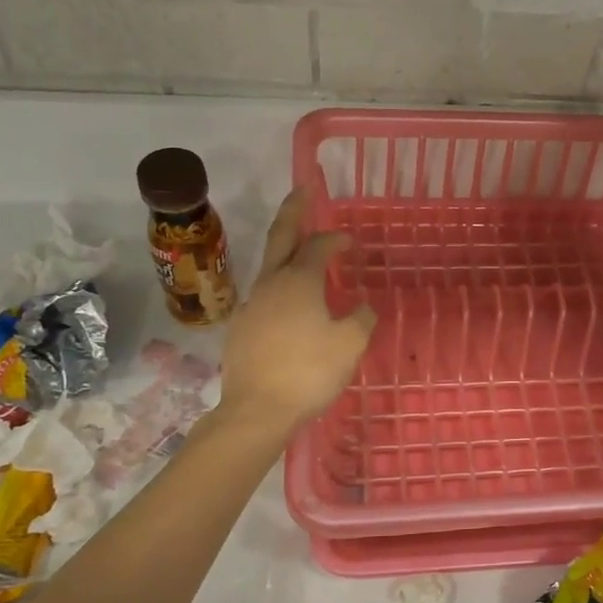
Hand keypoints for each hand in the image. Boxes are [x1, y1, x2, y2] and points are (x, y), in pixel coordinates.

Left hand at [219, 191, 375, 433]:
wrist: (256, 410)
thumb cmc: (309, 372)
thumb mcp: (350, 344)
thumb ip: (361, 318)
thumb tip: (362, 305)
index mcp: (299, 281)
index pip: (318, 246)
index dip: (336, 239)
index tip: (351, 242)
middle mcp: (271, 284)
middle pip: (280, 238)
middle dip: (293, 212)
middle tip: (301, 192)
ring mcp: (251, 305)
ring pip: (270, 268)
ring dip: (287, 255)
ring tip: (303, 257)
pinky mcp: (240, 328)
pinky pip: (265, 297)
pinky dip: (280, 288)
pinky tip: (291, 307)